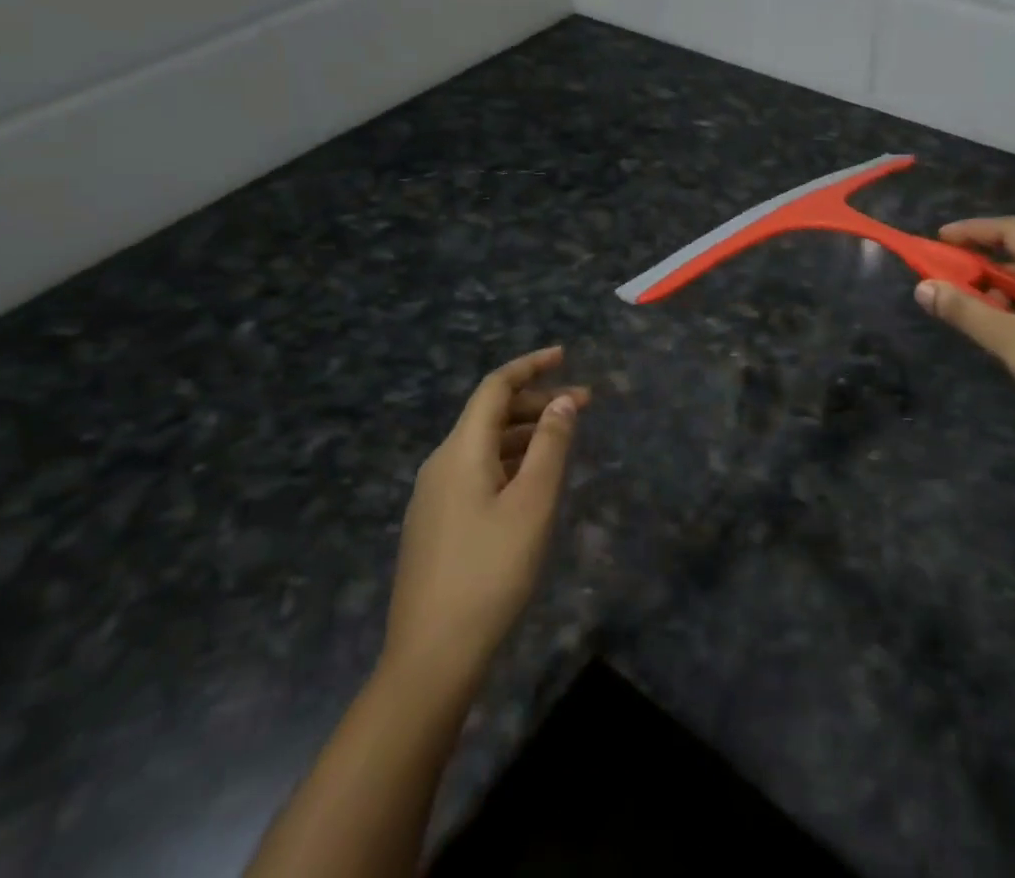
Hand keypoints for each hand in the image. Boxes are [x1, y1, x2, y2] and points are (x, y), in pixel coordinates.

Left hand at [383, 347, 589, 678]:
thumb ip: (550, 445)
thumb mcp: (533, 503)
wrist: (431, 657)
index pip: (495, 387)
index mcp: (460, 451)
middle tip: (583, 406)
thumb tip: (563, 401)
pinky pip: (476, 472)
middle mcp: (441, 464)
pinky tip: (532, 481)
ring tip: (565, 440)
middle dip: (536, 402)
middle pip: (490, 415)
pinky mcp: (435, 525)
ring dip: (525, 433)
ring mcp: (433, 497)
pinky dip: (509, 461)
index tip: (564, 356)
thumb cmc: (490, 572)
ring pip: (484, 446)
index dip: (530, 366)